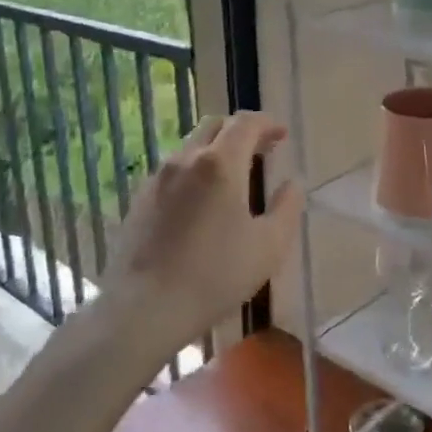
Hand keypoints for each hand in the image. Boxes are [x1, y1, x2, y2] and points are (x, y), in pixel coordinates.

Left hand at [103, 112, 300, 348]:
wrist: (143, 307)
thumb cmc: (214, 275)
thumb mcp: (268, 247)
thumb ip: (287, 208)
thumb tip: (292, 184)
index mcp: (220, 163)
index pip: (245, 123)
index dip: (266, 123)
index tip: (281, 135)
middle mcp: (186, 159)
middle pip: (215, 126)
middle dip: (240, 131)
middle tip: (261, 150)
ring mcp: (158, 177)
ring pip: (191, 147)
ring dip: (216, 151)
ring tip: (233, 177)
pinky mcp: (140, 199)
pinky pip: (174, 171)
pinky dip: (195, 171)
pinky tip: (202, 202)